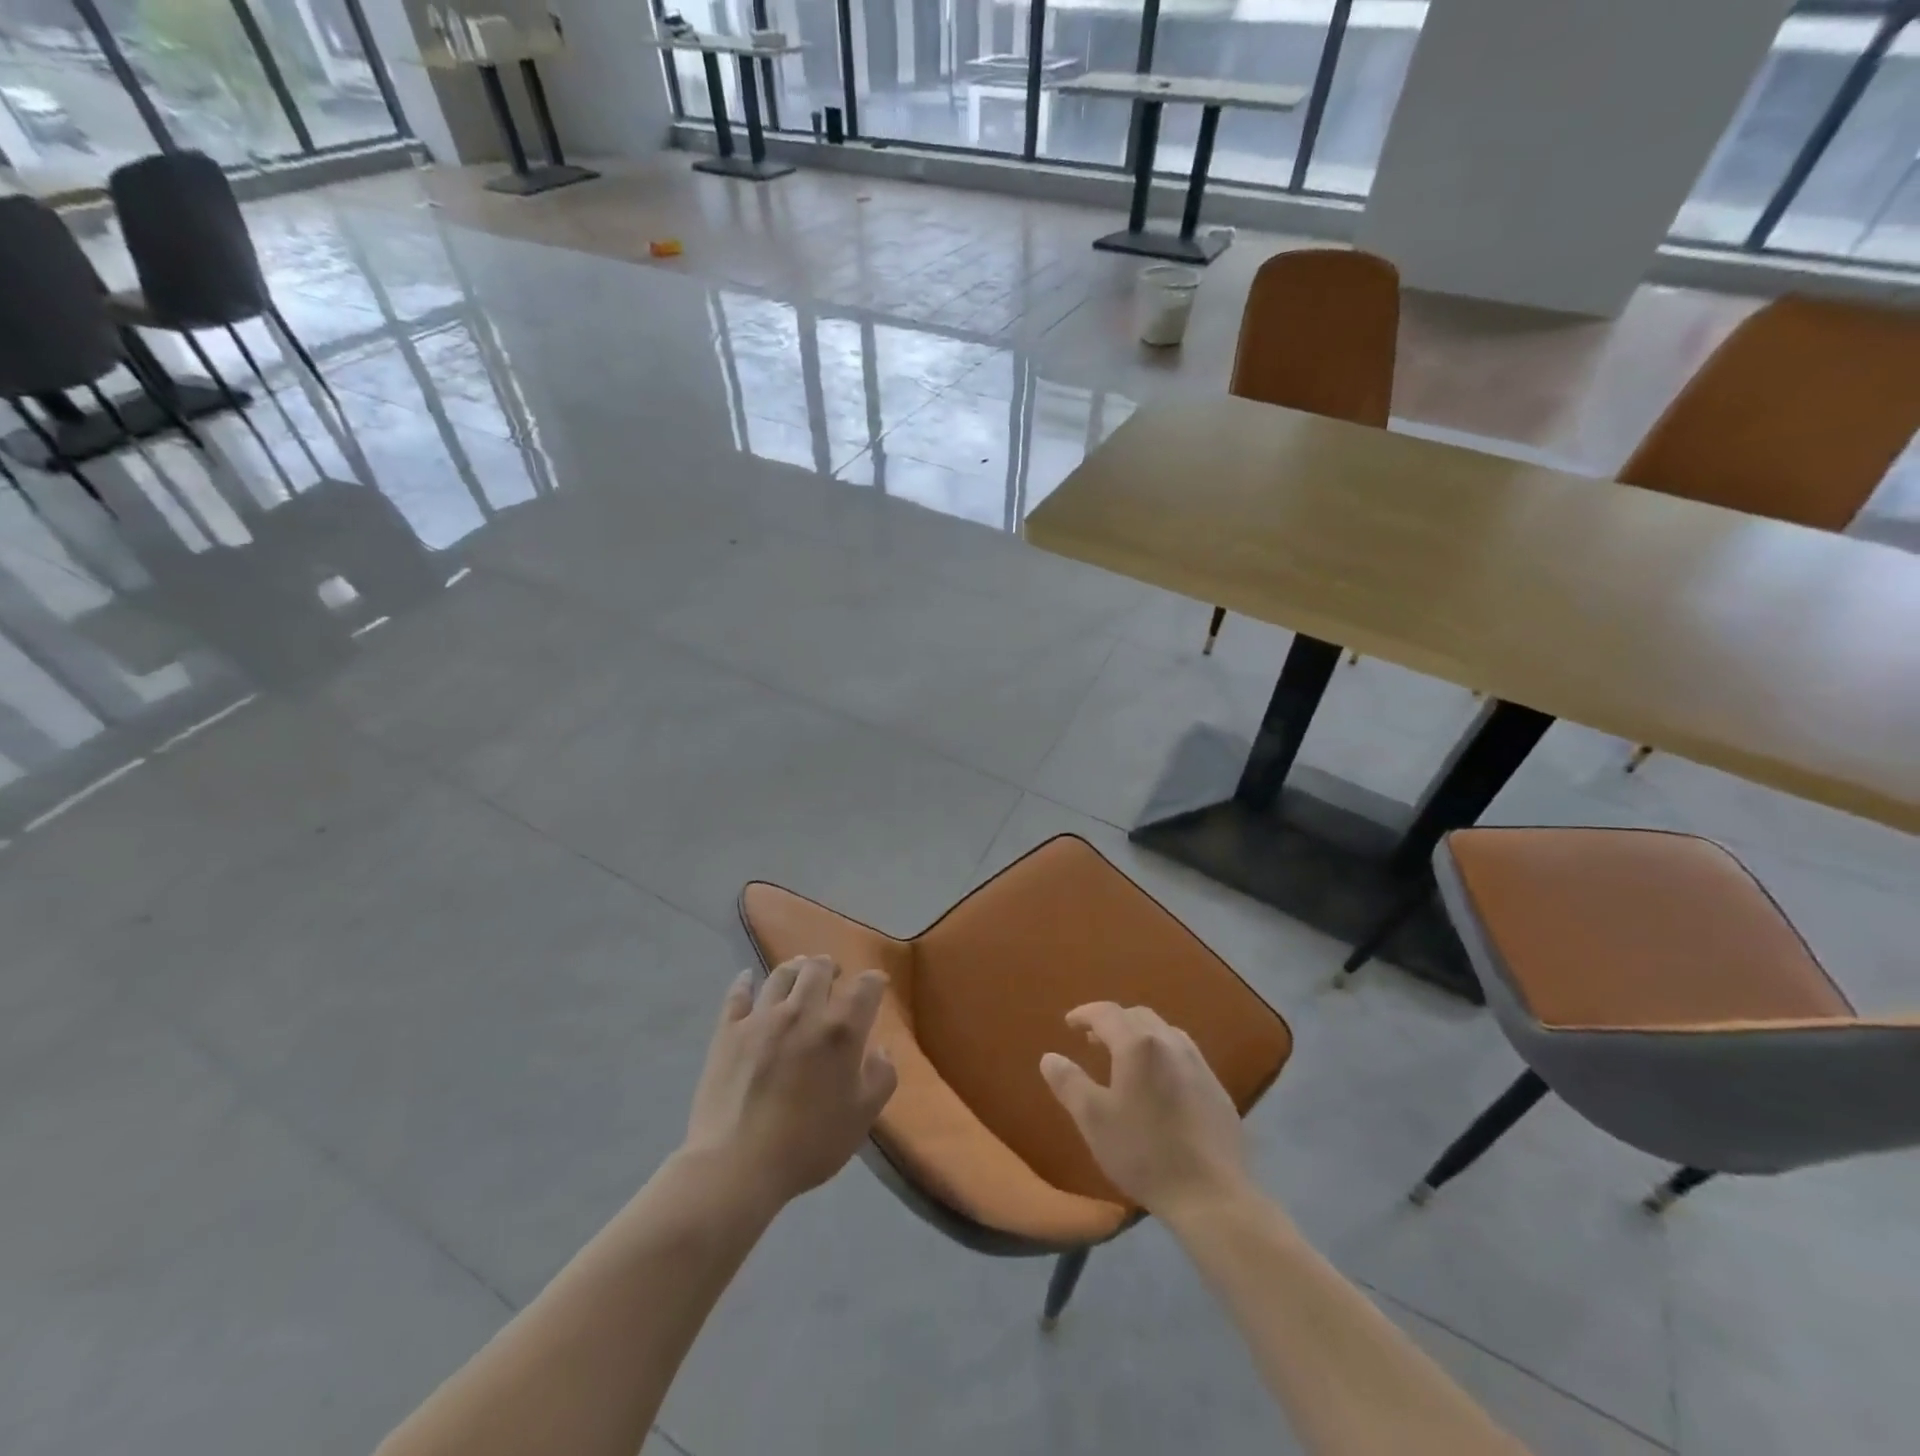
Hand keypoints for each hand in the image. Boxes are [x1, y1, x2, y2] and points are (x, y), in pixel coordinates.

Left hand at [682, 956, 897, 1211]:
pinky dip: (746, 982)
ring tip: (799, 971)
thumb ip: (881, 1078)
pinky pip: (738, 994)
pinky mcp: (728, 1031)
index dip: (874, 981)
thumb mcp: (862, 1118)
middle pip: (819, 968)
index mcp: (841, 1030)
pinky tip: (749, 979)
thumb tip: (882, 1049)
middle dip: (831, 967)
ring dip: (795, 968)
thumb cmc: (808, 1144)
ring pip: (781, 974)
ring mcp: (762, 1018)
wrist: (737, 1165)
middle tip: (834, 975)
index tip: (876, 986)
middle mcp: (803, 1011)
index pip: (866, 986)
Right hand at [1040, 1002, 1248, 1218]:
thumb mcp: (1093, 1120)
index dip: (1085, 1014)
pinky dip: (1163, 1054)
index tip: (1069, 1023)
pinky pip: (1184, 1055)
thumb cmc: (1144, 1153)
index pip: (1107, 1013)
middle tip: (1094, 1040)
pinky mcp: (1217, 1088)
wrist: (1211, 1196)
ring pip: (1164, 1032)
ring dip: (1140, 1035)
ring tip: (1126, 1058)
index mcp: (1138, 1045)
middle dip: (1113, 1021)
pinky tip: (1160, 1083)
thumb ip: (1069, 1083)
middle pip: (1138, 1016)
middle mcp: (1170, 1043)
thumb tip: (1049, 1057)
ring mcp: (1199, 1065)